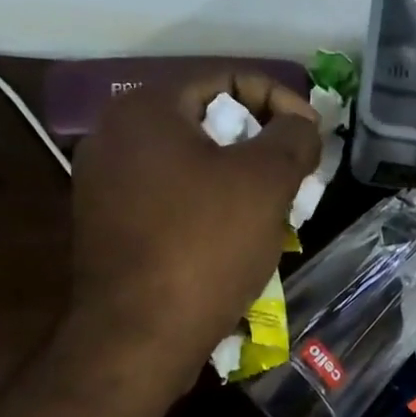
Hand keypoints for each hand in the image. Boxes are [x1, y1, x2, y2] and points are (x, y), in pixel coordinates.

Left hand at [69, 71, 320, 376]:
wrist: (138, 338)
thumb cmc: (204, 247)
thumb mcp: (265, 182)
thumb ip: (294, 138)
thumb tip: (301, 124)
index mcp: (146, 109)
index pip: (226, 78)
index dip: (279, 100)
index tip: (311, 137)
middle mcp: (114, 136)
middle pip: (206, 121)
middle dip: (259, 145)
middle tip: (295, 176)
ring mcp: (104, 184)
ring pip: (189, 164)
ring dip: (237, 179)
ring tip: (273, 210)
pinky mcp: (107, 227)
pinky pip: (169, 199)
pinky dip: (207, 207)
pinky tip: (233, 238)